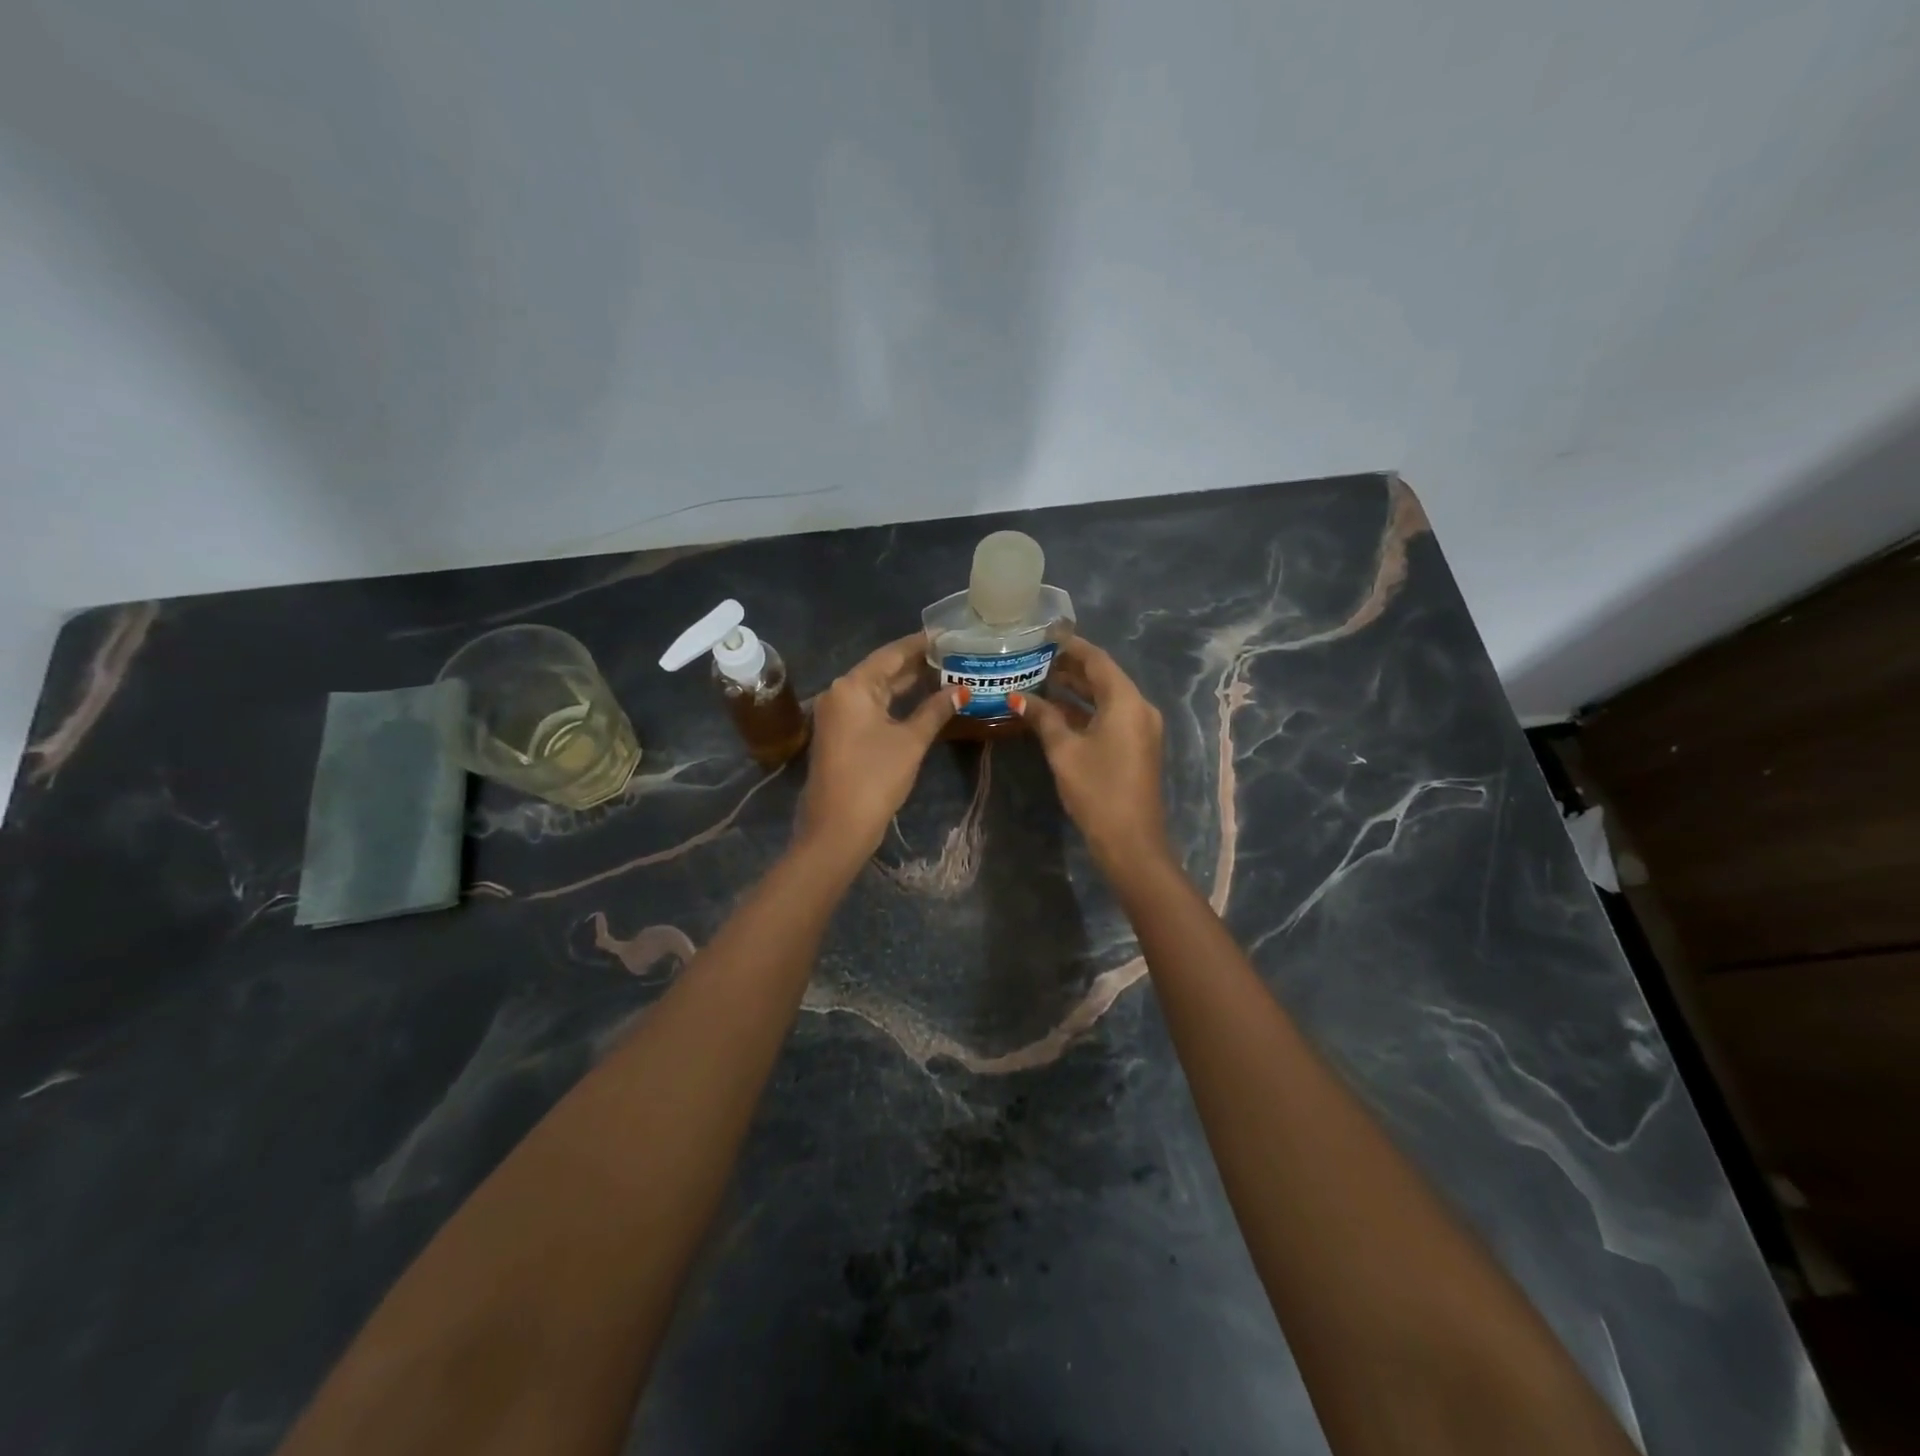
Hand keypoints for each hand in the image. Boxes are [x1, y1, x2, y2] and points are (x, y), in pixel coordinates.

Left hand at [796, 634, 961, 860]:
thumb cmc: (875, 777)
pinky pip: (871, 708)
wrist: (837, 827)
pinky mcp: (841, 734)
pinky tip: (922, 702)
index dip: (921, 644)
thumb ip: (935, 710)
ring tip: (945, 673)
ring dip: (908, 684)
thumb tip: (961, 690)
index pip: (892, 653)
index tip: (948, 634)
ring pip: (878, 690)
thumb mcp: (911, 741)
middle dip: (917, 664)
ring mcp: (837, 715)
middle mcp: (840, 693)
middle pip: (883, 669)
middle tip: (953, 654)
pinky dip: (896, 703)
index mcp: (852, 686)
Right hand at [1013, 637, 1168, 873]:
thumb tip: (1017, 697)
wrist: (1131, 841)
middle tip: (1036, 657)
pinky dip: (1085, 711)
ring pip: (1106, 699)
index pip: (1097, 661)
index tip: (1046, 634)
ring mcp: (1140, 729)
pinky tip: (1056, 711)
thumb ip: (1043, 718)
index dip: (1071, 646)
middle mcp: (1139, 708)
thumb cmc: (1097, 790)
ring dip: (1076, 690)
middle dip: (1071, 668)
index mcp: (1126, 701)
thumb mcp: (1064, 751)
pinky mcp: (1136, 747)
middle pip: (1103, 678)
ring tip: (1040, 679)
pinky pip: (1110, 716)